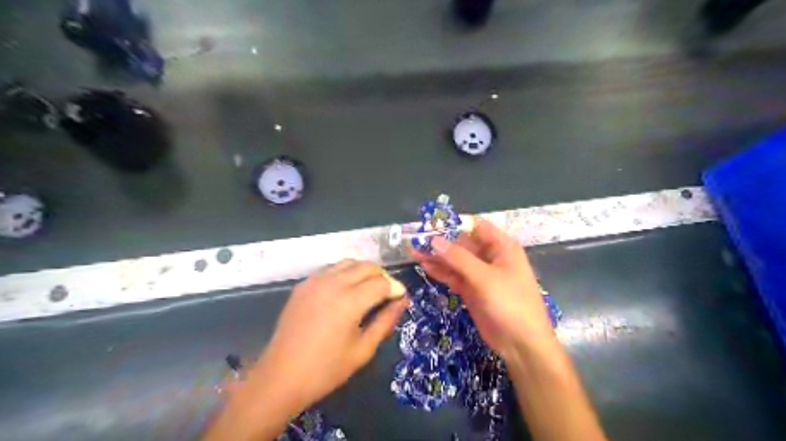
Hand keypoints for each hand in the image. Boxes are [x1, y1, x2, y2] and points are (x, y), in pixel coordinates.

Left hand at [250, 259, 408, 413]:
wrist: (280, 377)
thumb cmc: (326, 369)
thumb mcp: (363, 349)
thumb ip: (386, 321)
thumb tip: (402, 301)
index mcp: (350, 301)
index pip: (382, 282)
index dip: (396, 289)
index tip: (401, 299)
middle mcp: (333, 283)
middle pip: (367, 266)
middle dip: (382, 276)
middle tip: (387, 294)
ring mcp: (315, 281)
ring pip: (348, 262)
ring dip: (363, 271)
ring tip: (368, 290)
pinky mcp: (303, 285)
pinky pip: (330, 269)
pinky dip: (344, 273)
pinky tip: (345, 290)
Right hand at [413, 219, 554, 358]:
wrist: (521, 344)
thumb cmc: (510, 303)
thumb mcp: (484, 278)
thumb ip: (458, 258)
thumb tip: (434, 240)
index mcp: (501, 246)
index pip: (475, 226)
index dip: (453, 224)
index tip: (429, 224)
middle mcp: (490, 256)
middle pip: (462, 243)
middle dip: (440, 242)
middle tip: (415, 241)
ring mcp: (480, 274)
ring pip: (455, 260)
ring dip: (437, 257)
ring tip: (413, 252)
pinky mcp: (472, 289)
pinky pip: (454, 276)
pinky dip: (441, 272)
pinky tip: (424, 266)